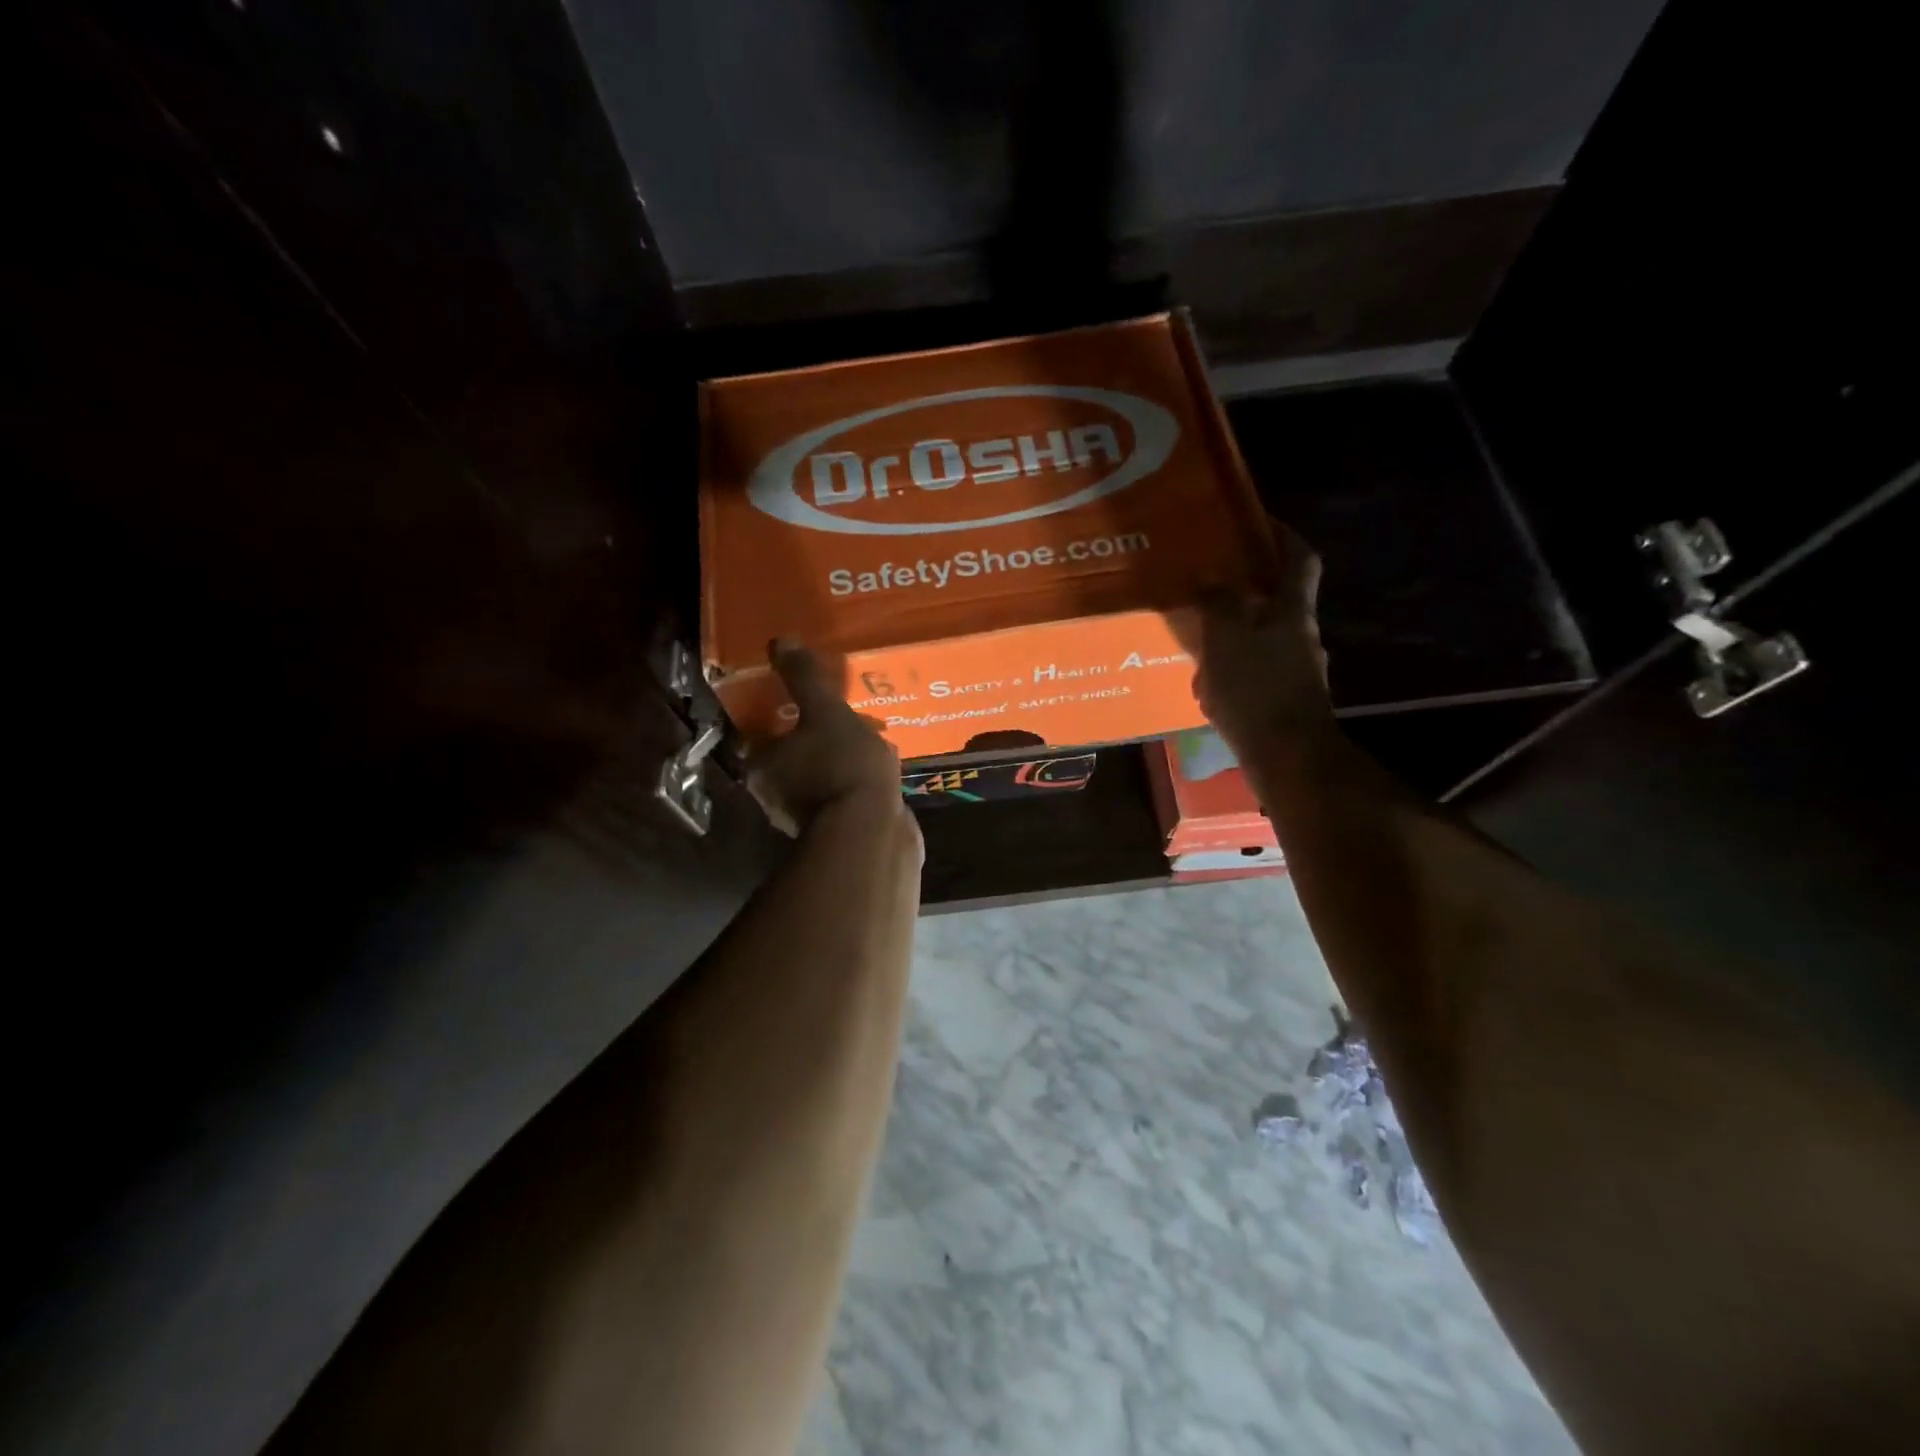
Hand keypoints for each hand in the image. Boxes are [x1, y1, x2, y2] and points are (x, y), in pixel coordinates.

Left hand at [746, 639, 911, 836]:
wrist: (873, 833)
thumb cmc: (841, 766)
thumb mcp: (825, 710)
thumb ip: (803, 678)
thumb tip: (780, 640)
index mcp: (763, 766)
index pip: (763, 733)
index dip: (784, 714)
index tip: (809, 701)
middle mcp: (775, 796)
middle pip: (794, 757)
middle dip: (818, 738)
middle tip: (846, 716)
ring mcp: (807, 819)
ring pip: (821, 778)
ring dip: (841, 762)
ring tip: (873, 739)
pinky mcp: (840, 833)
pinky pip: (846, 797)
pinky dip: (858, 784)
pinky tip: (884, 771)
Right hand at [1194, 522, 1333, 759]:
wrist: (1287, 759)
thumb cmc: (1257, 690)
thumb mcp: (1227, 639)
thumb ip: (1217, 604)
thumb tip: (1209, 576)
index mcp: (1294, 613)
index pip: (1300, 560)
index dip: (1283, 536)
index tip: (1258, 522)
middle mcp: (1302, 637)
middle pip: (1279, 602)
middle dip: (1247, 591)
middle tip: (1211, 584)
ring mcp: (1296, 672)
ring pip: (1263, 640)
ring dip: (1235, 635)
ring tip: (1198, 637)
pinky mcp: (1284, 702)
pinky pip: (1255, 674)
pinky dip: (1233, 672)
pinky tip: (1206, 685)